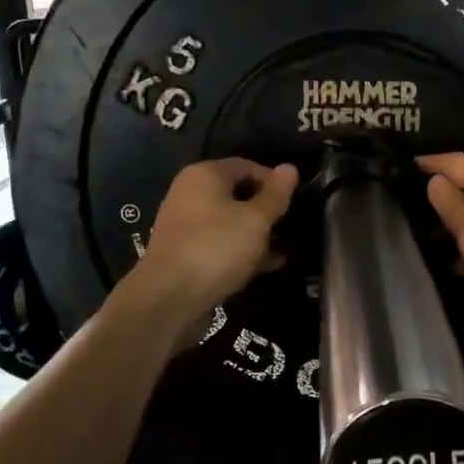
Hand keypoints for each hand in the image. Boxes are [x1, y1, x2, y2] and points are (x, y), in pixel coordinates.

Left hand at [133, 159, 298, 316]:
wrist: (168, 297)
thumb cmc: (216, 248)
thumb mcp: (256, 220)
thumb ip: (275, 194)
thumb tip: (289, 168)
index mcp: (205, 175)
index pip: (247, 166)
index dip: (274, 182)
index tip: (295, 202)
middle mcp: (190, 193)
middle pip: (238, 194)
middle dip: (266, 211)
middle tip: (291, 227)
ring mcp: (185, 224)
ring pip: (230, 221)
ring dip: (257, 234)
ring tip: (284, 250)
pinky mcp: (185, 252)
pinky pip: (220, 242)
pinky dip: (241, 250)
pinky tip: (265, 266)